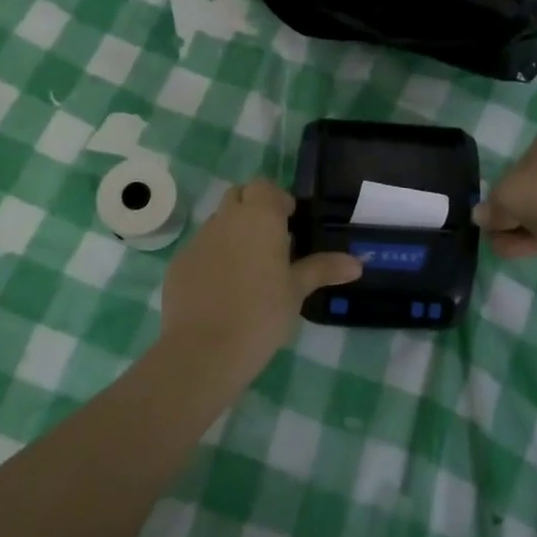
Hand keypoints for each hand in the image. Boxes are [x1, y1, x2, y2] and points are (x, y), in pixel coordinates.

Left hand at [160, 180, 361, 371]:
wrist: (203, 350)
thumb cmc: (261, 314)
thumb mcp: (297, 291)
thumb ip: (323, 269)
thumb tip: (357, 263)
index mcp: (259, 217)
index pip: (264, 186)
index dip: (277, 199)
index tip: (289, 223)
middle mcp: (226, 219)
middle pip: (239, 196)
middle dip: (254, 209)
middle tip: (271, 241)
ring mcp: (198, 240)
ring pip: (218, 222)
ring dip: (233, 233)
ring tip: (248, 269)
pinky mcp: (179, 264)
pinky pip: (200, 249)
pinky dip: (213, 258)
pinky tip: (222, 290)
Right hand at [476, 119, 536, 258]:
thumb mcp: (506, 198)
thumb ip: (491, 206)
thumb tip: (482, 216)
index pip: (524, 160)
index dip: (505, 190)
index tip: (497, 214)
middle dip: (517, 213)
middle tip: (501, 235)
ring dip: (530, 226)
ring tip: (510, 250)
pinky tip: (532, 250)